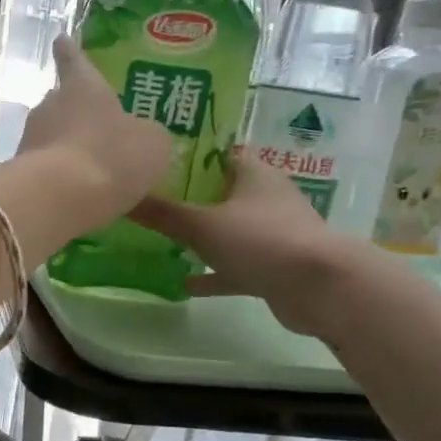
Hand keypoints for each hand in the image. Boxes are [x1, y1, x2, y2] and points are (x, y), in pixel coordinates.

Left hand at [12, 36, 172, 229]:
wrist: (58, 199)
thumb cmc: (111, 156)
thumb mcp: (151, 144)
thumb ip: (146, 135)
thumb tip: (141, 136)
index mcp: (83, 87)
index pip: (74, 60)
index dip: (70, 51)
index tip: (61, 39)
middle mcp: (50, 106)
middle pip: (60, 103)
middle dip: (74, 113)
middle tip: (92, 127)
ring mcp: (31, 140)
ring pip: (51, 138)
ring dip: (67, 150)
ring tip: (90, 170)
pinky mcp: (21, 175)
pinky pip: (46, 171)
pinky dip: (60, 180)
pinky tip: (77, 197)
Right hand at [131, 157, 382, 336]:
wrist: (320, 287)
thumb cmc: (261, 240)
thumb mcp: (202, 225)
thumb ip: (162, 213)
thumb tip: (120, 194)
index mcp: (254, 174)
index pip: (218, 154)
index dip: (189, 156)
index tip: (156, 162)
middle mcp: (266, 198)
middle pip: (222, 193)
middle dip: (190, 198)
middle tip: (152, 201)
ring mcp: (273, 234)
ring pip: (229, 231)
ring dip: (202, 237)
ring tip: (163, 241)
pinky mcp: (275, 267)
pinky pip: (236, 266)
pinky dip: (213, 273)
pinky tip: (184, 284)